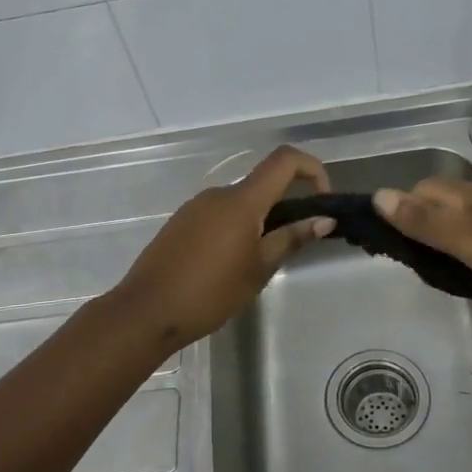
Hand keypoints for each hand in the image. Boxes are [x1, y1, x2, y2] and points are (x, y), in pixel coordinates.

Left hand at [112, 146, 333, 350]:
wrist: (148, 310)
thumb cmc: (211, 292)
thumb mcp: (259, 268)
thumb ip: (291, 238)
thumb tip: (324, 219)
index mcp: (242, 200)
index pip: (285, 160)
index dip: (312, 168)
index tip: (323, 199)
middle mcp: (218, 193)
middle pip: (262, 183)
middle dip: (286, 204)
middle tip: (293, 243)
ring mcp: (195, 206)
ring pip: (240, 202)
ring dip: (260, 219)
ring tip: (260, 261)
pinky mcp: (181, 222)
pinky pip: (219, 214)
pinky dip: (236, 227)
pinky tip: (230, 263)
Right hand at [373, 178, 471, 300]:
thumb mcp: (465, 237)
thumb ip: (422, 220)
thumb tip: (378, 195)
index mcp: (467, 194)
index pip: (421, 190)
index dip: (403, 210)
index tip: (394, 244)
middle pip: (443, 205)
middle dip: (424, 228)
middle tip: (419, 265)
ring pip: (467, 223)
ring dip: (451, 244)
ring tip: (446, 274)